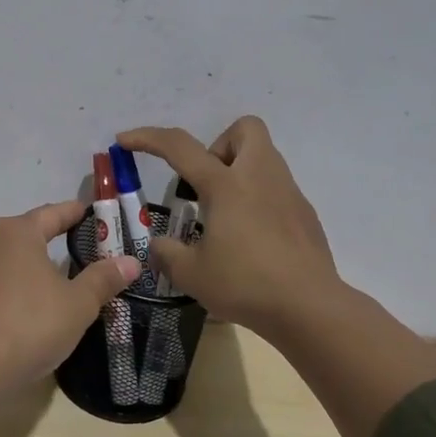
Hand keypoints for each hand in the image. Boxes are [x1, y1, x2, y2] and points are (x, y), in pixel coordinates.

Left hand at [0, 201, 141, 387]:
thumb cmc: (31, 324)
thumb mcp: (78, 304)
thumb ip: (103, 279)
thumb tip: (130, 262)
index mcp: (17, 233)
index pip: (52, 214)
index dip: (73, 213)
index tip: (88, 212)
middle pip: (24, 233)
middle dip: (47, 238)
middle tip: (73, 247)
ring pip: (2, 259)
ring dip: (23, 264)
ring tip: (44, 277)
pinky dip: (4, 289)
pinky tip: (15, 306)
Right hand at [117, 117, 344, 343]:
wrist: (309, 307)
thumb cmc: (245, 284)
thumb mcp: (191, 273)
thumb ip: (168, 253)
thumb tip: (159, 246)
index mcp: (226, 185)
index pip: (180, 147)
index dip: (148, 138)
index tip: (125, 140)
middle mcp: (260, 177)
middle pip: (245, 129)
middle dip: (219, 145)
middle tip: (204, 183)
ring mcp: (288, 193)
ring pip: (263, 158)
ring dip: (238, 172)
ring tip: (222, 216)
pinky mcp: (305, 214)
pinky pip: (276, 189)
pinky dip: (257, 200)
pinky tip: (250, 238)